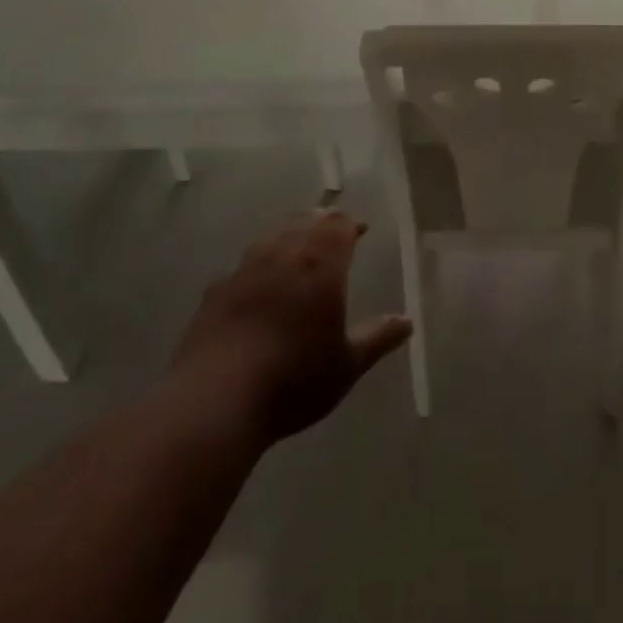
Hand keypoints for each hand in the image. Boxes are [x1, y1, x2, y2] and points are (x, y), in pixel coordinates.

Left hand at [171, 211, 410, 445]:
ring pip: (272, 235)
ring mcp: (244, 269)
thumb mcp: (346, 366)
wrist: (216, 401)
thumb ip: (377, 338)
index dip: (350, 224)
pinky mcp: (215, 290)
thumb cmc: (294, 380)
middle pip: (305, 221)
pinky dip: (257, 265)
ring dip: (289, 235)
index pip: (338, 224)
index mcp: (320, 264)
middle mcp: (283, 254)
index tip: (360, 231)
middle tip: (332, 233)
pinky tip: (256, 284)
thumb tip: (407, 322)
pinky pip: (243, 265)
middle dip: (321, 223)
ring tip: (297, 249)